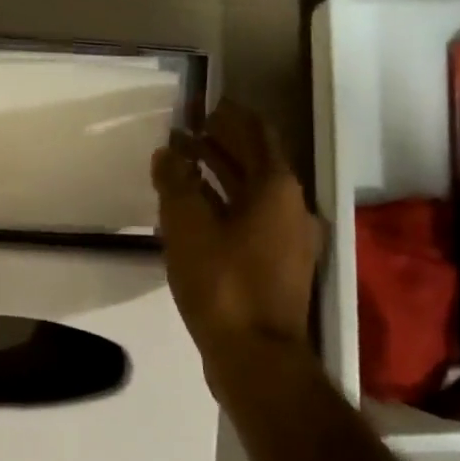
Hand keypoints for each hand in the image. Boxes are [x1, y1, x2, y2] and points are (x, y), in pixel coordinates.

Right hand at [152, 99, 322, 367]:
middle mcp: (291, 206)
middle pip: (256, 161)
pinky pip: (251, 219)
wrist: (256, 356)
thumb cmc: (222, 283)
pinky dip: (226, 205)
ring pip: (253, 193)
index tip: (204, 104)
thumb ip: (176, 183)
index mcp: (276, 188)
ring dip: (221, 174)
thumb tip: (168, 152)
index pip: (256, 133)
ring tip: (185, 164)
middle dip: (222, 143)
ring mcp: (289, 239)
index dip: (231, 116)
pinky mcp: (279, 265)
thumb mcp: (188, 227)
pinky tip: (196, 211)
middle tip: (187, 131)